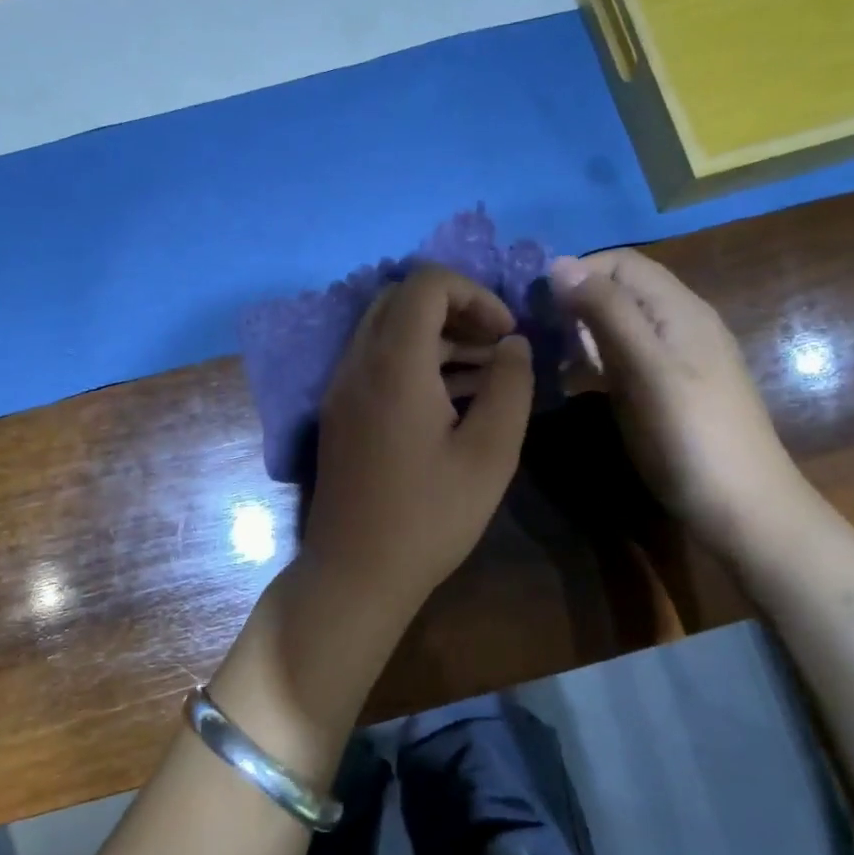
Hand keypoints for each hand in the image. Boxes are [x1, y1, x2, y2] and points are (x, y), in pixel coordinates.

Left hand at [300, 265, 534, 622]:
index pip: (425, 283)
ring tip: (486, 374)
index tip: (506, 334)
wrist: (355, 572)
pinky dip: (414, 361)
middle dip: (455, 310)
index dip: (474, 294)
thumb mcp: (489, 453)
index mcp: (393, 362)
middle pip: (401, 299)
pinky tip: (453, 400)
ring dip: (436, 337)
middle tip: (495, 347)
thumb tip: (514, 344)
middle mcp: (357, 362)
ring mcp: (341, 388)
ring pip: (387, 330)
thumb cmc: (429, 516)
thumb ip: (510, 387)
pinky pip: (375, 362)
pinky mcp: (339, 412)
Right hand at [548, 249, 807, 551]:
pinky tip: (572, 383)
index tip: (535, 304)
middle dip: (573, 302)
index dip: (576, 272)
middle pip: (618, 291)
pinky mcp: (666, 389)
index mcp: (678, 309)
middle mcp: (678, 324)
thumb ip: (606, 312)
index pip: (620, 262)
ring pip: (617, 325)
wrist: (743, 509)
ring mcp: (674, 358)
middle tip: (536, 335)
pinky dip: (593, 361)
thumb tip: (559, 264)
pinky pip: (622, 358)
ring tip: (547, 359)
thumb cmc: (690, 434)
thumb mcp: (644, 367)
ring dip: (579, 333)